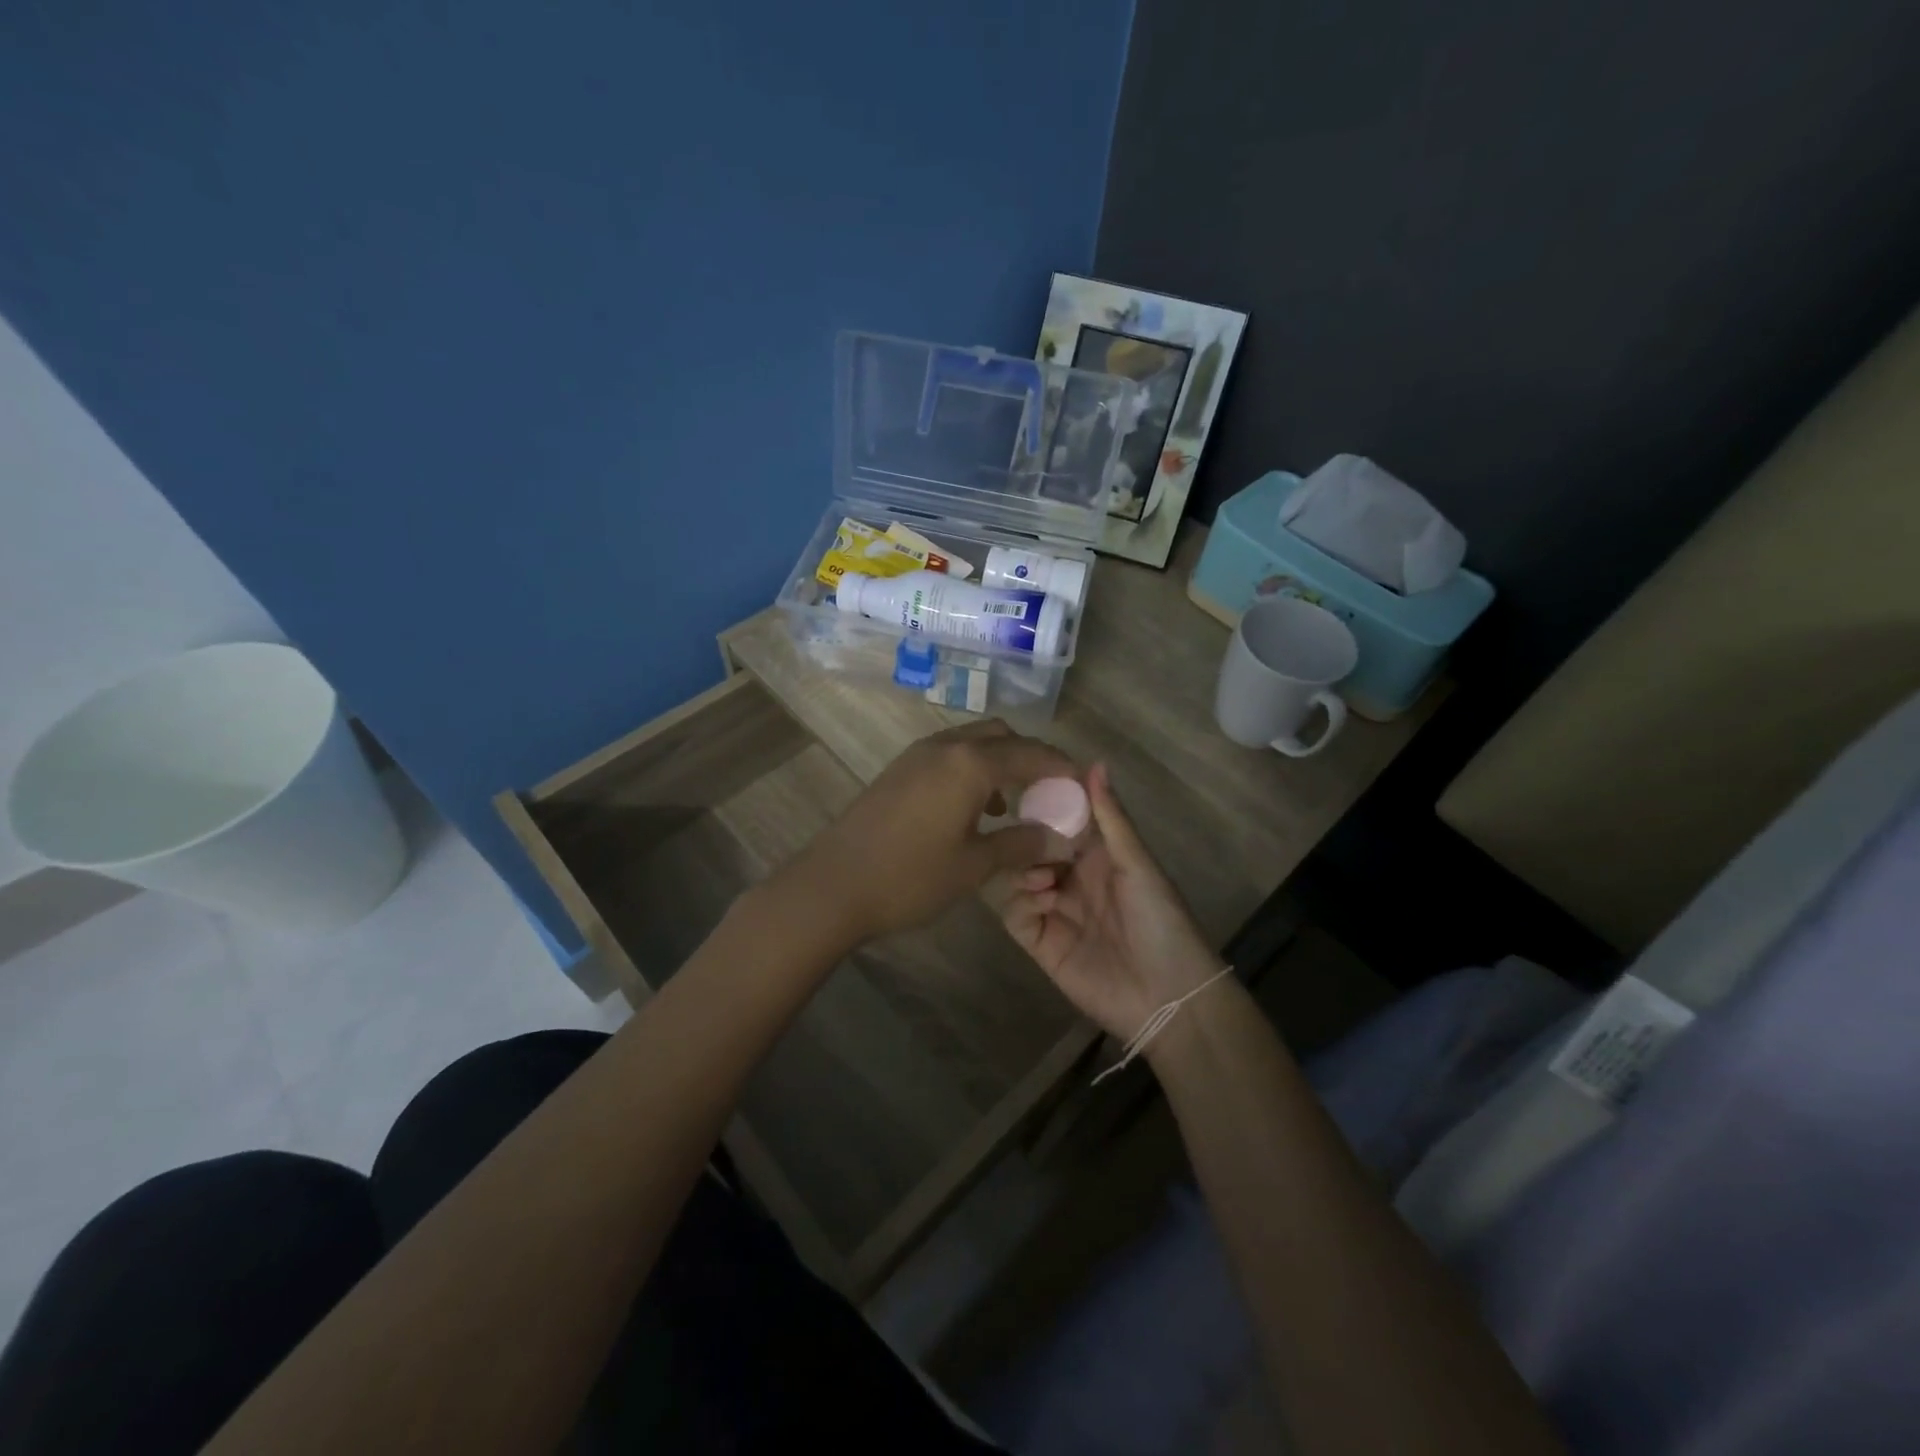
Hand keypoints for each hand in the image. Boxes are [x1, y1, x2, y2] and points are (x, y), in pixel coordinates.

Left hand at [780, 720, 1076, 945]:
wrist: (832, 885)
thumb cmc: (910, 877)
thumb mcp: (974, 866)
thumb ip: (1021, 843)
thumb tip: (1060, 836)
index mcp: (970, 763)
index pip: (1032, 753)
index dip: (1062, 767)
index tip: (1084, 784)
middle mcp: (946, 746)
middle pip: (1002, 736)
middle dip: (1031, 757)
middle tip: (1050, 791)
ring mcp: (917, 755)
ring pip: (973, 742)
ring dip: (999, 763)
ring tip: (1013, 804)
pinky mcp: (899, 770)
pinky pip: (949, 756)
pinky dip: (972, 770)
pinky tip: (973, 810)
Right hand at [1001, 763, 1221, 1040]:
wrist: (1168, 997)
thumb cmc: (1161, 921)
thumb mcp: (1138, 864)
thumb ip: (1111, 818)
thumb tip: (1094, 761)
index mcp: (1098, 856)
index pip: (1061, 821)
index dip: (1045, 805)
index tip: (1024, 787)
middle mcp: (1072, 879)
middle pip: (1032, 848)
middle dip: (1026, 840)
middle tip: (1024, 836)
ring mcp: (1054, 911)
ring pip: (1016, 878)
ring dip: (1022, 871)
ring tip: (1042, 878)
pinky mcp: (1040, 943)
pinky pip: (1014, 914)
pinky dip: (1019, 903)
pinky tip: (1040, 902)